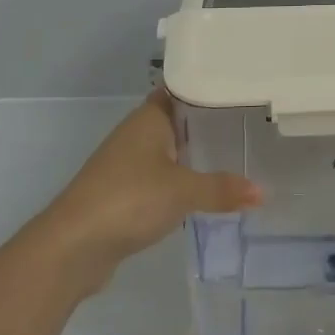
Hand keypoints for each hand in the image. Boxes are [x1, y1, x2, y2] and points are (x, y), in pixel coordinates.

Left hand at [41, 91, 261, 284]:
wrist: (72, 246)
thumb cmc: (129, 199)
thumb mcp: (183, 191)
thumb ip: (222, 189)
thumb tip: (262, 191)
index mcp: (149, 118)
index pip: (182, 90)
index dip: (208, 88)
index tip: (240, 90)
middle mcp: (136, 134)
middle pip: (178, 120)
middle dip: (209, 124)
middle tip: (251, 124)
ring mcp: (127, 164)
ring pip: (169, 150)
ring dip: (194, 154)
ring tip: (236, 155)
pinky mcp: (123, 192)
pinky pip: (160, 177)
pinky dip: (180, 180)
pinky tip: (204, 191)